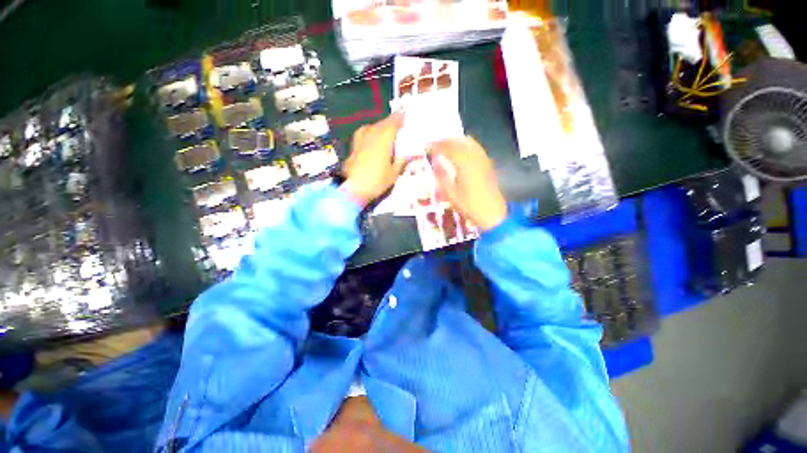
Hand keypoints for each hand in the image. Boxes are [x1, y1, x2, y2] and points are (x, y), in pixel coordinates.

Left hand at [341, 113, 406, 205]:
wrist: (353, 188)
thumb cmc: (377, 181)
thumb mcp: (394, 173)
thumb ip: (402, 161)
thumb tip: (411, 154)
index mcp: (384, 138)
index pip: (394, 122)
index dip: (400, 118)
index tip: (406, 116)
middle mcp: (372, 134)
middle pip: (383, 123)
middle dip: (391, 123)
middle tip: (399, 127)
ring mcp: (360, 138)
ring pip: (373, 127)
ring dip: (381, 127)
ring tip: (386, 133)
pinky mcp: (354, 145)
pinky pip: (364, 133)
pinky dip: (371, 132)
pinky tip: (372, 138)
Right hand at [429, 137, 507, 230]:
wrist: (491, 213)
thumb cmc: (469, 205)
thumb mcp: (450, 194)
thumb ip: (442, 176)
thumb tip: (434, 163)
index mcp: (464, 164)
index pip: (448, 148)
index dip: (436, 146)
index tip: (427, 147)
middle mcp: (474, 157)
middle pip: (458, 142)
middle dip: (445, 141)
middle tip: (434, 145)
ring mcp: (483, 159)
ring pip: (468, 142)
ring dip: (456, 141)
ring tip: (446, 146)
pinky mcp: (488, 163)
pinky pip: (476, 148)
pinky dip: (466, 145)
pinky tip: (461, 151)